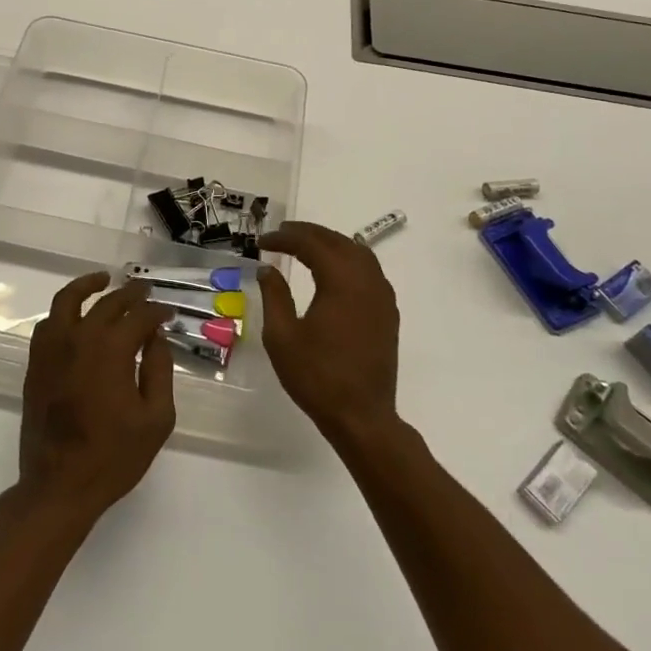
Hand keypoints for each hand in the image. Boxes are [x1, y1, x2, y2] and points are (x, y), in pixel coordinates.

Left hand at [17, 273, 175, 526]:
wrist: (59, 486)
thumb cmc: (113, 456)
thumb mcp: (155, 418)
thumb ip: (159, 371)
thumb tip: (156, 338)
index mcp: (111, 350)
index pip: (139, 316)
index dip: (157, 311)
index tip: (169, 314)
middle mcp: (79, 339)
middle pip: (107, 302)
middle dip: (130, 294)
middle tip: (145, 293)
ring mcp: (52, 349)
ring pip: (67, 300)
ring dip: (87, 286)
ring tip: (103, 280)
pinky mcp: (36, 364)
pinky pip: (48, 324)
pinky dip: (63, 311)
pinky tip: (75, 316)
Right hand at [259, 222, 401, 444]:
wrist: (362, 416)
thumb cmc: (317, 377)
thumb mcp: (282, 336)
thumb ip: (274, 296)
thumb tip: (268, 269)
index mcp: (341, 281)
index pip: (311, 244)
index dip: (284, 238)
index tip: (261, 242)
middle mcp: (366, 280)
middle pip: (338, 241)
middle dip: (308, 233)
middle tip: (281, 234)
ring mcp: (382, 296)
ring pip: (358, 253)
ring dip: (331, 243)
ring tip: (305, 246)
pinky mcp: (388, 313)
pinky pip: (369, 271)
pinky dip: (348, 260)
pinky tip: (333, 271)